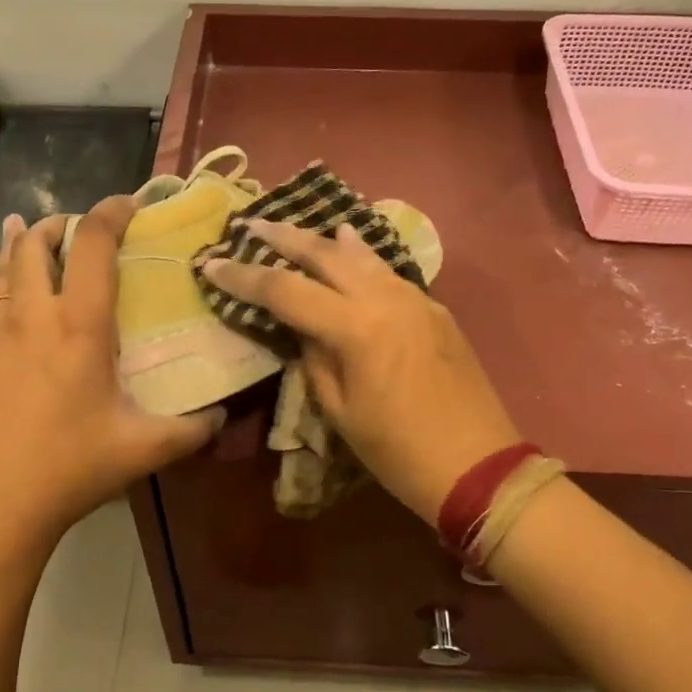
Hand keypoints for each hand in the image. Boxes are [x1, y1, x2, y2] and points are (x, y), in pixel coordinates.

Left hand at [0, 197, 221, 566]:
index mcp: (81, 326)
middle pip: (39, 249)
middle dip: (58, 225)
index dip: (111, 213)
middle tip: (75, 224)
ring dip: (16, 247)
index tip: (129, 202)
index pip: (95, 247)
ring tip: (24, 226)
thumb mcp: (146, 448)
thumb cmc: (72, 468)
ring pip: (2, 275)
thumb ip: (193, 428)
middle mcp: (35, 318)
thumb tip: (223, 415)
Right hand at [202, 220, 521, 520]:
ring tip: (297, 230)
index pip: (286, 290)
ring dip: (324, 240)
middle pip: (325, 254)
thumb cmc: (398, 451)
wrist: (478, 465)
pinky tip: (352, 249)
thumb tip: (303, 328)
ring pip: (362, 255)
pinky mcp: (435, 309)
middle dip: (284, 238)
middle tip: (252, 225)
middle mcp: (385, 299)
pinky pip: (388, 273)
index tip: (213, 264)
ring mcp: (415, 298)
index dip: (245, 277)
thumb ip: (314, 358)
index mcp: (355, 327)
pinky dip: (361, 258)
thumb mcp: (339, 411)